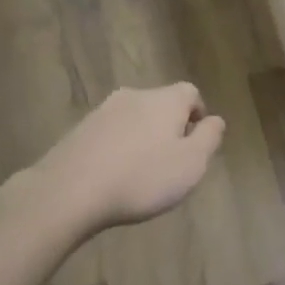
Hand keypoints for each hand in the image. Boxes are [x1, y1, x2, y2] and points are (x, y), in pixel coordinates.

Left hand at [31, 83, 224, 231]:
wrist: (68, 191)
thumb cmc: (141, 178)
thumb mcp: (191, 164)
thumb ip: (210, 138)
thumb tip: (215, 120)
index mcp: (166, 99)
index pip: (191, 93)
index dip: (197, 116)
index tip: (195, 145)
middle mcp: (136, 95)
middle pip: (162, 105)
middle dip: (169, 129)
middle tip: (169, 163)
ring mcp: (104, 110)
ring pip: (134, 119)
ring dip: (141, 139)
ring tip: (139, 174)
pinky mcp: (79, 130)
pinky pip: (109, 134)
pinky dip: (116, 149)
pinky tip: (112, 177)